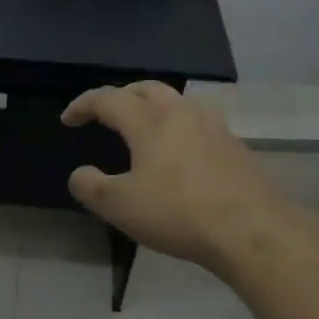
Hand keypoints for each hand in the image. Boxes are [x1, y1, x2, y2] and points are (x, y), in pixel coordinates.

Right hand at [61, 82, 295, 272]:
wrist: (251, 229)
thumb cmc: (177, 213)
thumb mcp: (119, 206)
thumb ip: (90, 186)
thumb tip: (80, 173)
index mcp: (149, 121)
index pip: (108, 99)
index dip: (83, 105)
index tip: (68, 120)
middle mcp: (182, 113)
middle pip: (146, 89)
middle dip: (121, 96)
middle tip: (106, 113)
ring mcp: (214, 127)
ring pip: (177, 102)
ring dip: (154, 107)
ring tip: (144, 128)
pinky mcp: (235, 146)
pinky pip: (199, 124)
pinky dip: (179, 128)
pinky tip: (179, 154)